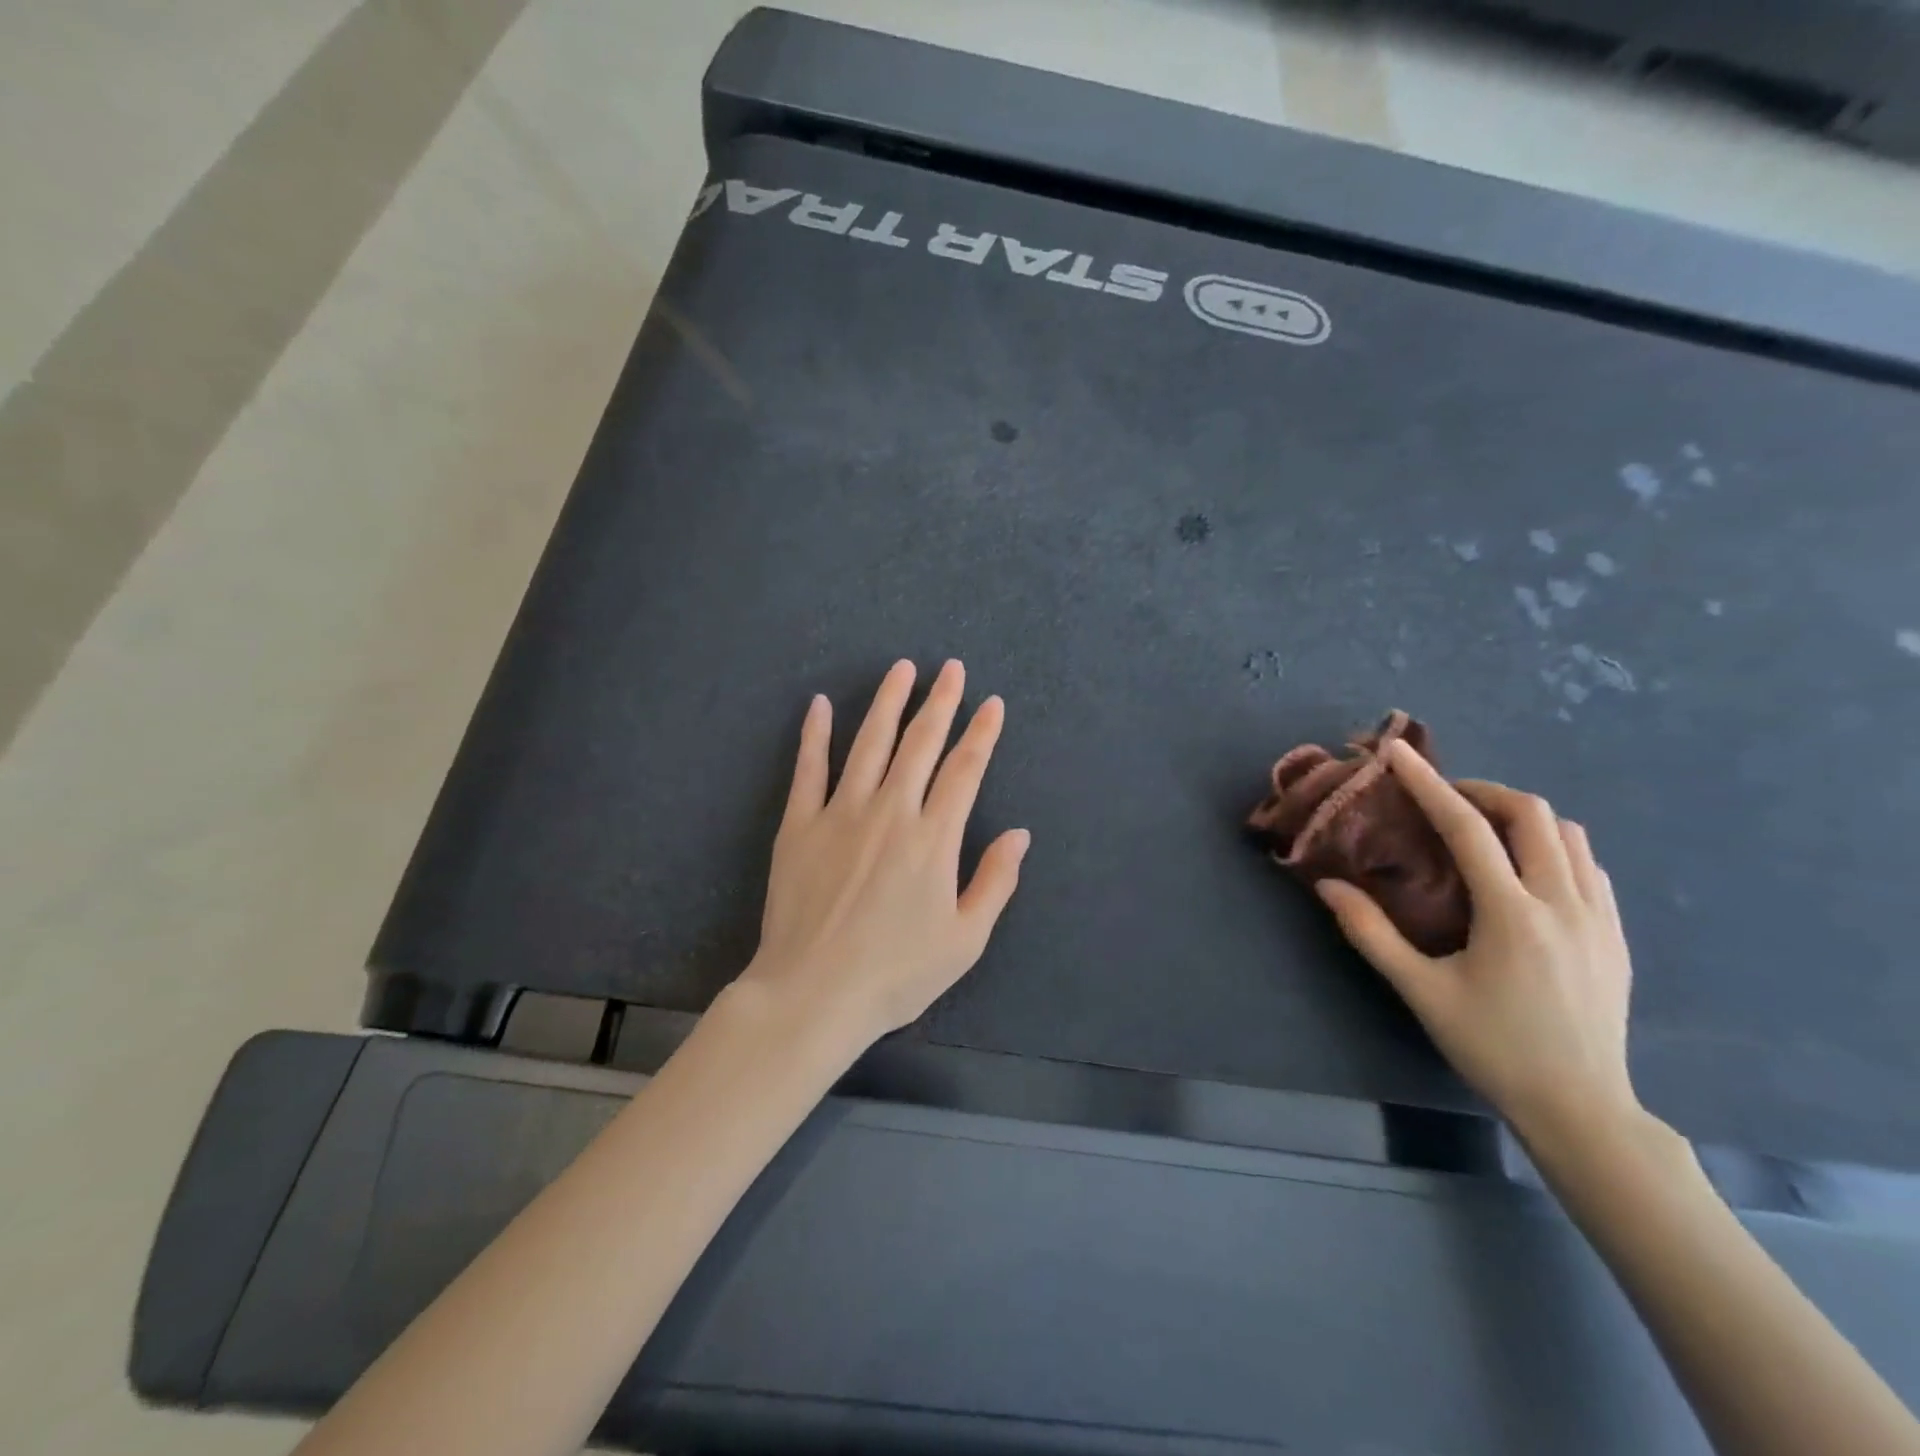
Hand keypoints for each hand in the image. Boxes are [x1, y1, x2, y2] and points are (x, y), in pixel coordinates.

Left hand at [738, 659, 1029, 1049]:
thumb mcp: (965, 940)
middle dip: (940, 702)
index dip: (982, 733)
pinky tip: (820, 704)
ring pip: (869, 743)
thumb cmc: (896, 974)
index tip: (992, 704)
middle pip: (920, 744)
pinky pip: (808, 769)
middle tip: (951, 668)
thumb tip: (1019, 834)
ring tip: (901, 669)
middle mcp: (890, 811)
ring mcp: (840, 813)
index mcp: (933, 838)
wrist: (814, 994)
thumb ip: (995, 881)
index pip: (965, 770)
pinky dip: (814, 734)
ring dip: (888, 702)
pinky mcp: (798, 825)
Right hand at [1316, 741, 1638, 1148]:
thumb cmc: (1493, 1047)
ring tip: (1482, 830)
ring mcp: (1601, 918)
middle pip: (1533, 815)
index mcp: (1513, 915)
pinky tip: (1525, 870)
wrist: (1582, 1108)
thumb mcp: (1421, 992)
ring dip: (1521, 817)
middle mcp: (1565, 904)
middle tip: (1443, 800)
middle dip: (1482, 791)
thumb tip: (1328, 885)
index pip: (1468, 828)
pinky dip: (1553, 846)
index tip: (1399, 753)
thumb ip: (1371, 933)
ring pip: (1570, 835)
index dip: (1429, 784)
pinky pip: (1590, 865)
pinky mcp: (1618, 935)